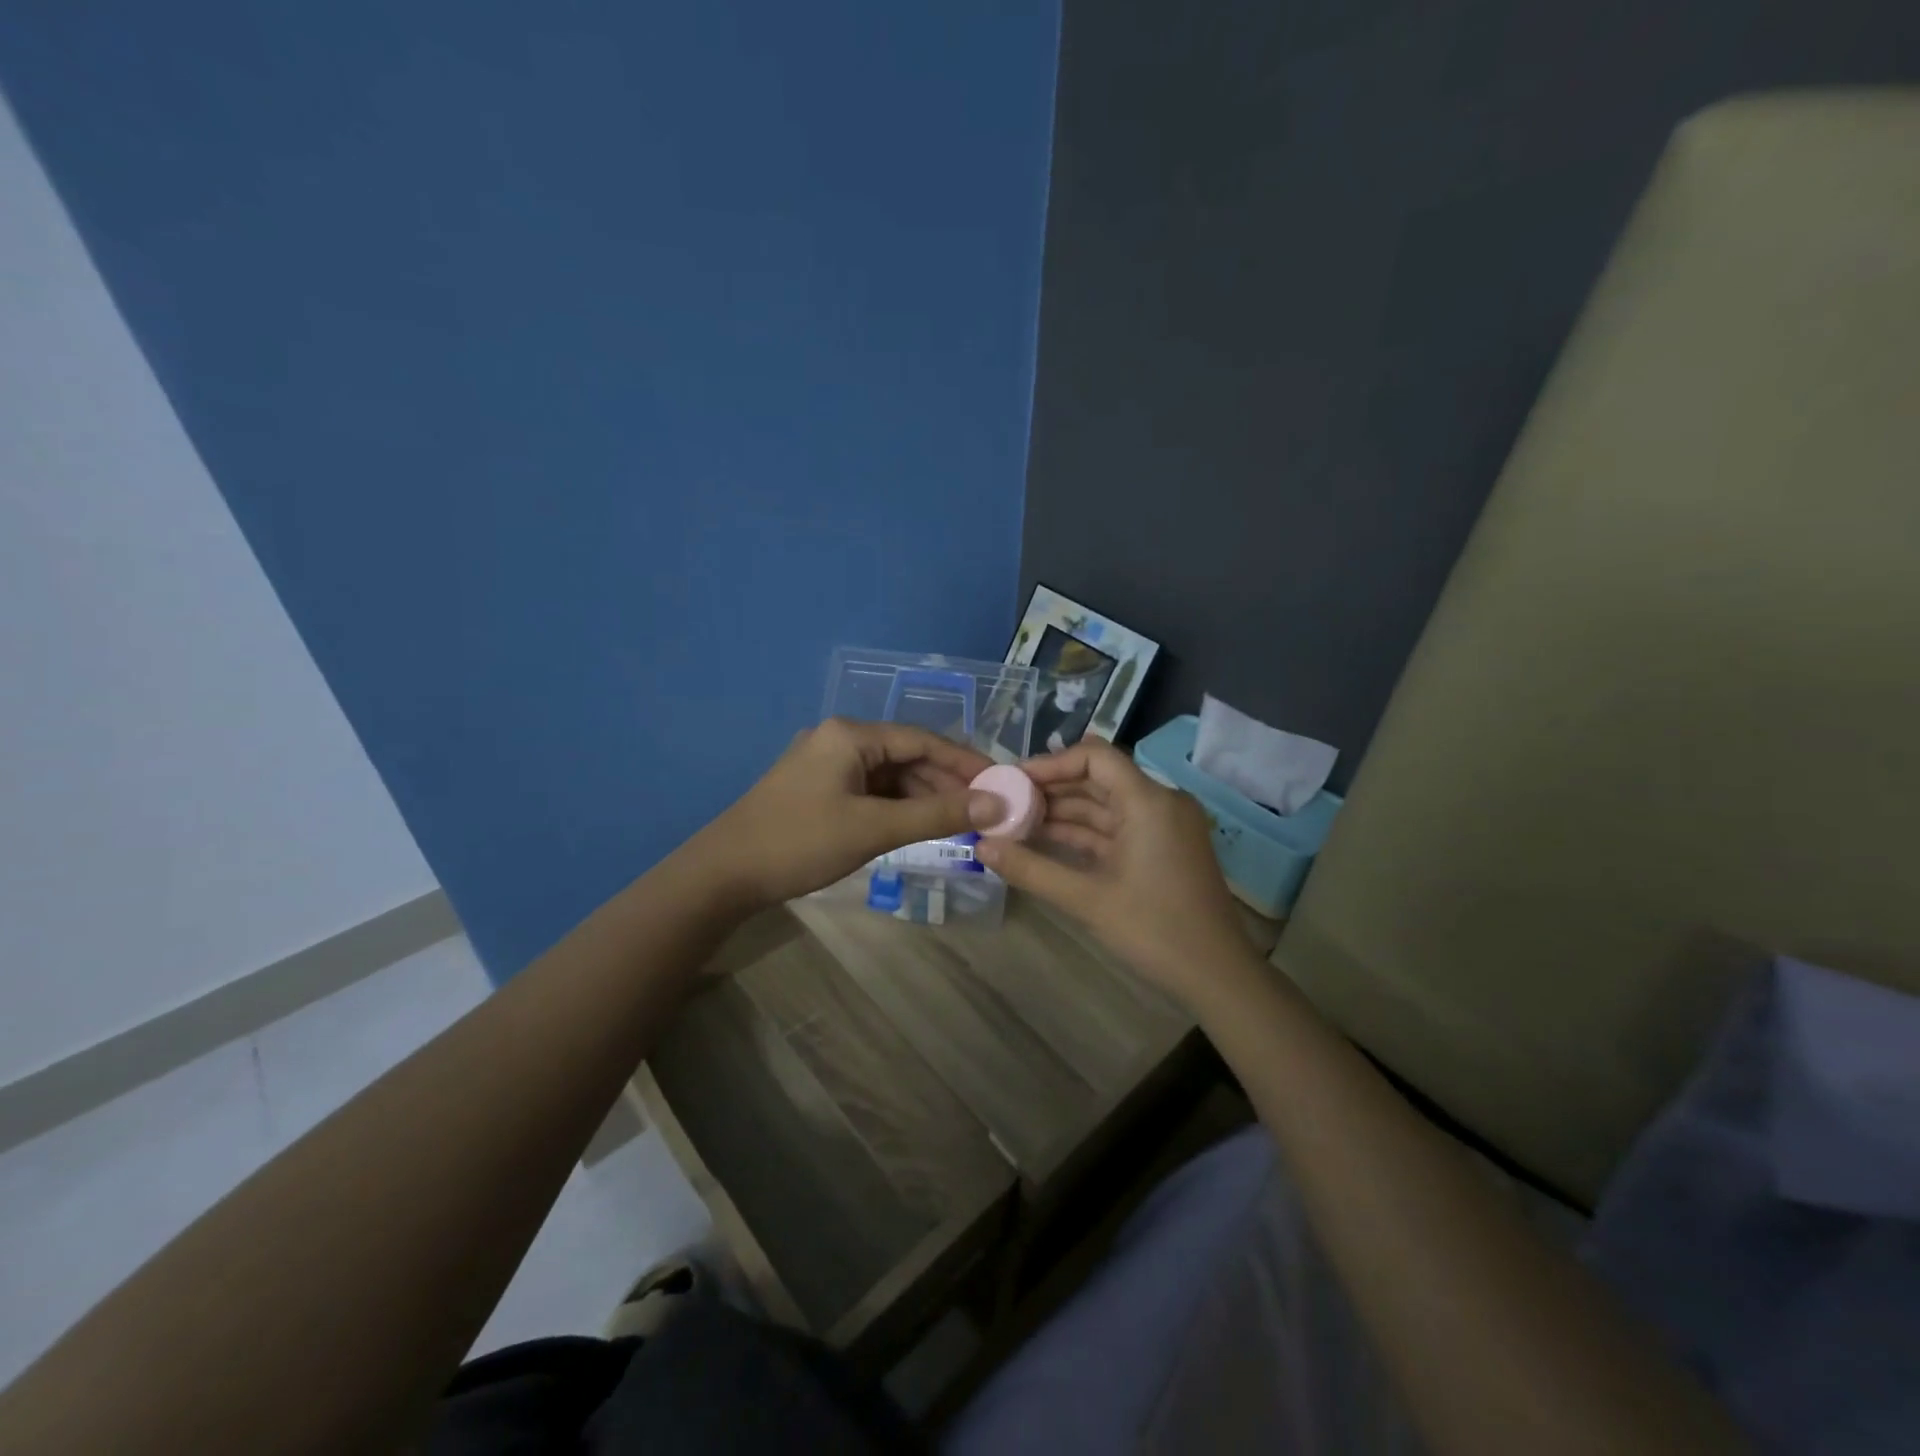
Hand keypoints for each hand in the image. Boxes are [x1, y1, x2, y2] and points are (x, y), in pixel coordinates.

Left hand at [691, 719, 1000, 909]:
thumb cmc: (800, 842)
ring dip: (924, 798)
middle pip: (907, 756)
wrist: (724, 874)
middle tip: (986, 811)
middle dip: (946, 783)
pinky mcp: (820, 789)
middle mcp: (840, 740)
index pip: (923, 740)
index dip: (965, 762)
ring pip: (890, 776)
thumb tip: (997, 804)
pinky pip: (871, 791)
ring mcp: (828, 765)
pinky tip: (921, 827)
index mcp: (851, 734)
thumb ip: (938, 815)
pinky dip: (898, 808)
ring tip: (962, 824)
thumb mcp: (874, 828)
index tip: (1001, 783)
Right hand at [974, 739, 1252, 1001]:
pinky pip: (1116, 828)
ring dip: (1064, 813)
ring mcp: (1163, 826)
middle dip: (1051, 789)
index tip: (1013, 780)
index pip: (1095, 757)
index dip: (1051, 763)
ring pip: (1105, 805)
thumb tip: (981, 847)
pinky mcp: (1162, 848)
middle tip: (1006, 802)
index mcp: (1149, 801)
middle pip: (1098, 778)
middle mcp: (1160, 802)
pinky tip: (1045, 841)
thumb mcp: (1087, 899)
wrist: (1217, 975)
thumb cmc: (1155, 931)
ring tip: (1016, 822)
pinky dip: (1084, 834)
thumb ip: (1031, 869)